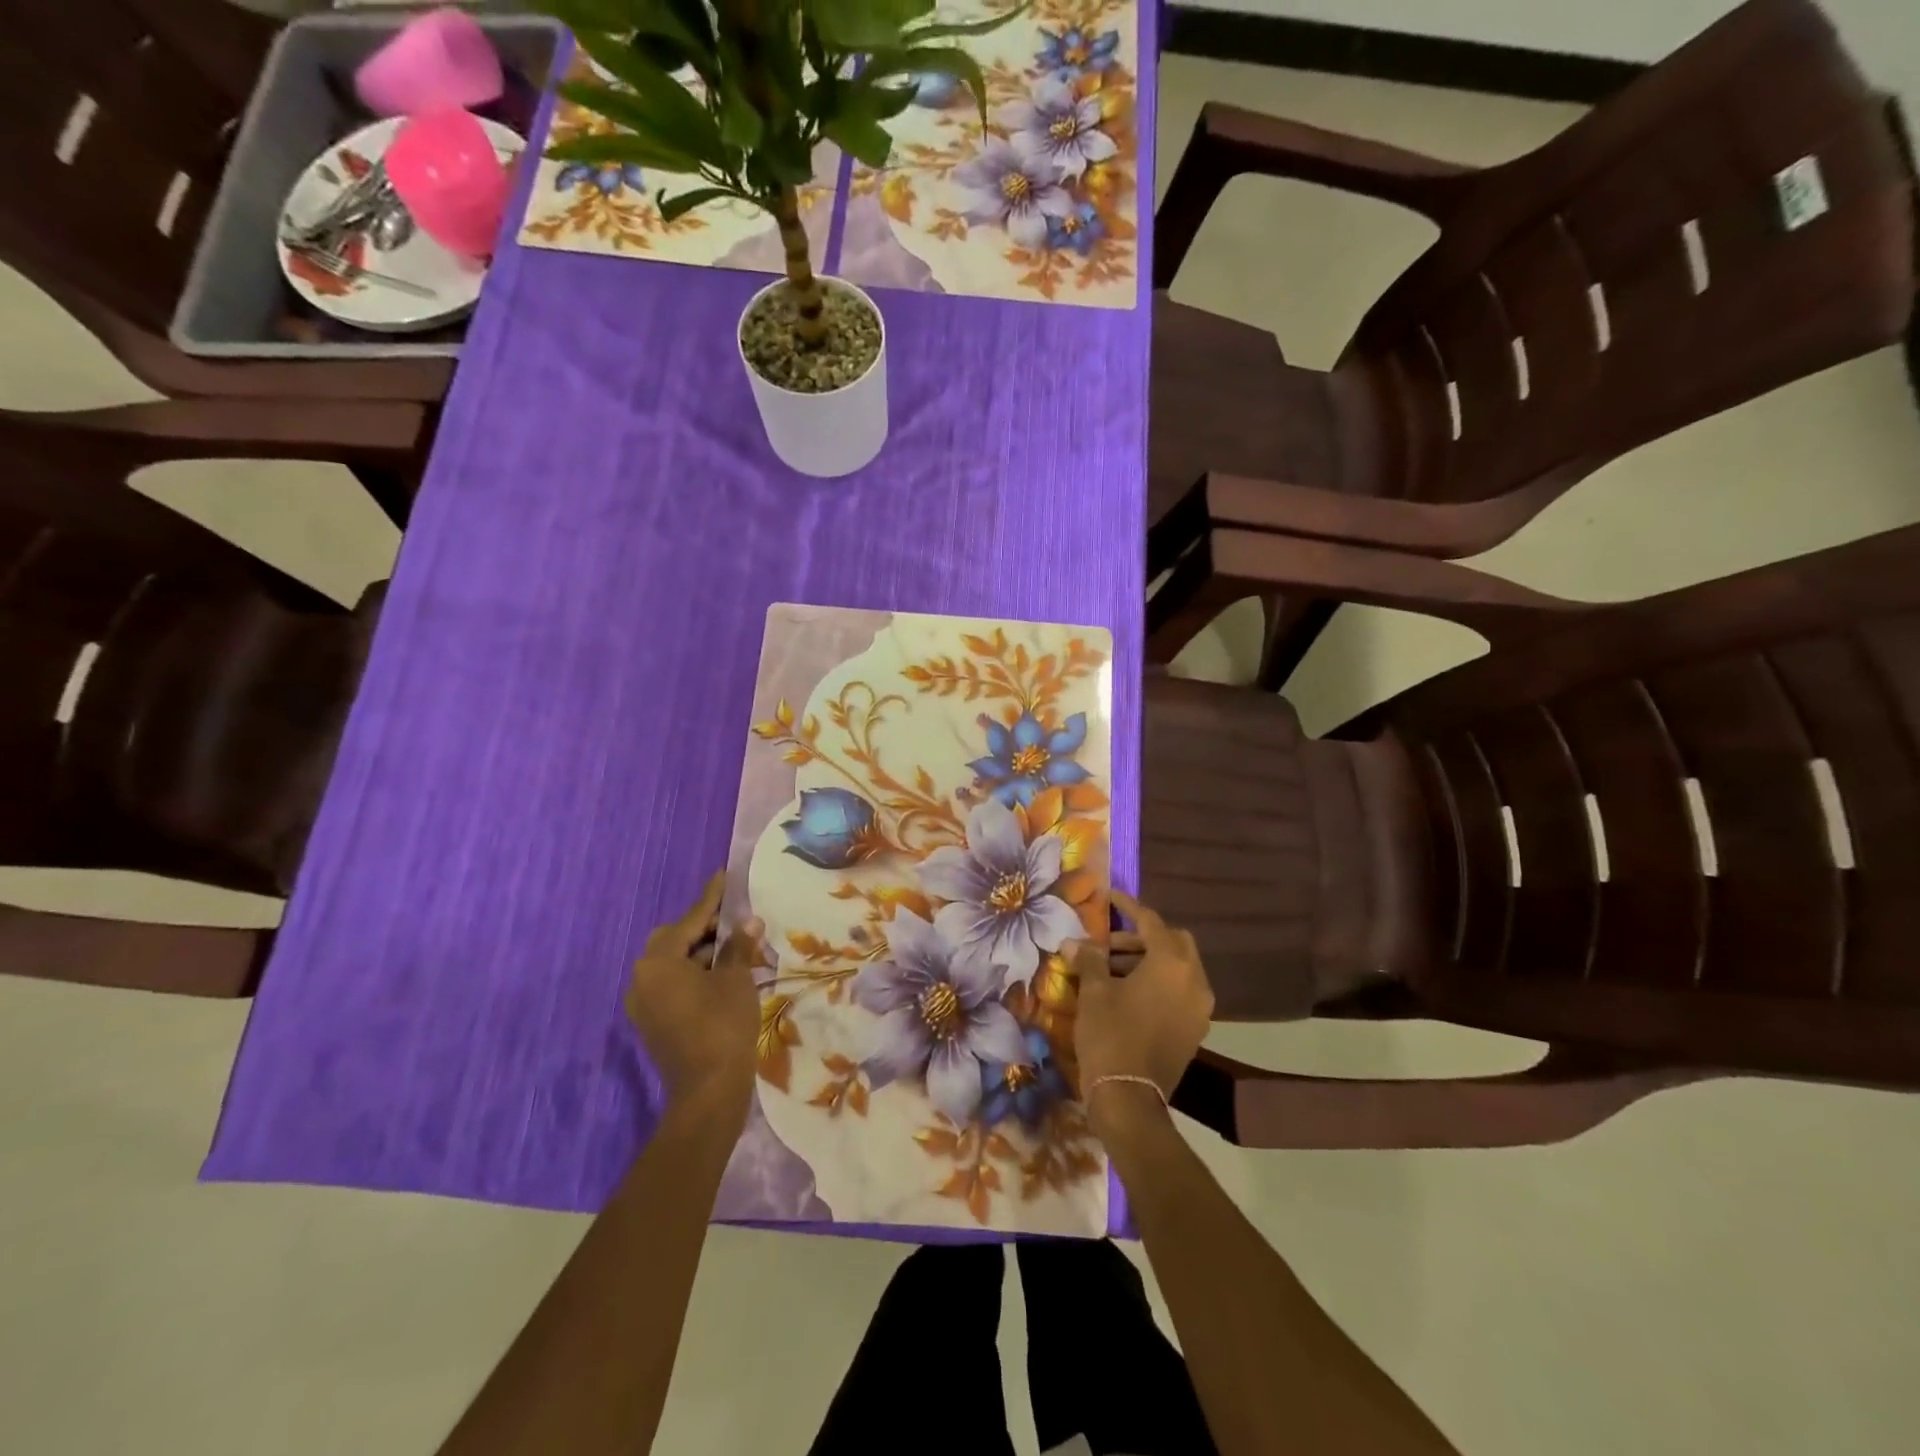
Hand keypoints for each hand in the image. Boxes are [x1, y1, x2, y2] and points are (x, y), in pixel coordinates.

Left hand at [626, 873, 761, 1123]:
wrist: (708, 1091)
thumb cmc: (723, 1025)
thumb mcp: (735, 979)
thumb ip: (738, 946)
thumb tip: (749, 922)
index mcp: (657, 962)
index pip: (689, 920)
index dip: (711, 899)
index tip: (723, 877)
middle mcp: (641, 979)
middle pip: (674, 940)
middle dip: (704, 928)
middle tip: (735, 920)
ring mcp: (643, 1003)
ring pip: (673, 964)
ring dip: (701, 953)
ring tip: (736, 948)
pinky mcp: (652, 1022)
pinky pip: (671, 984)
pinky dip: (694, 974)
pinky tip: (722, 974)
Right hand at [1072, 890, 1212, 1131]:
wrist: (1130, 1098)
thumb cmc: (1111, 1035)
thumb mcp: (1095, 992)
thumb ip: (1089, 959)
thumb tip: (1074, 942)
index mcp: (1172, 963)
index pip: (1151, 922)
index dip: (1128, 906)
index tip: (1109, 895)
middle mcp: (1194, 980)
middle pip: (1173, 942)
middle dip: (1143, 936)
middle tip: (1110, 942)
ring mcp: (1199, 1008)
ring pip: (1178, 968)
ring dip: (1148, 960)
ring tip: (1111, 968)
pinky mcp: (1195, 1030)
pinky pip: (1179, 991)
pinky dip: (1158, 983)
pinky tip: (1128, 992)